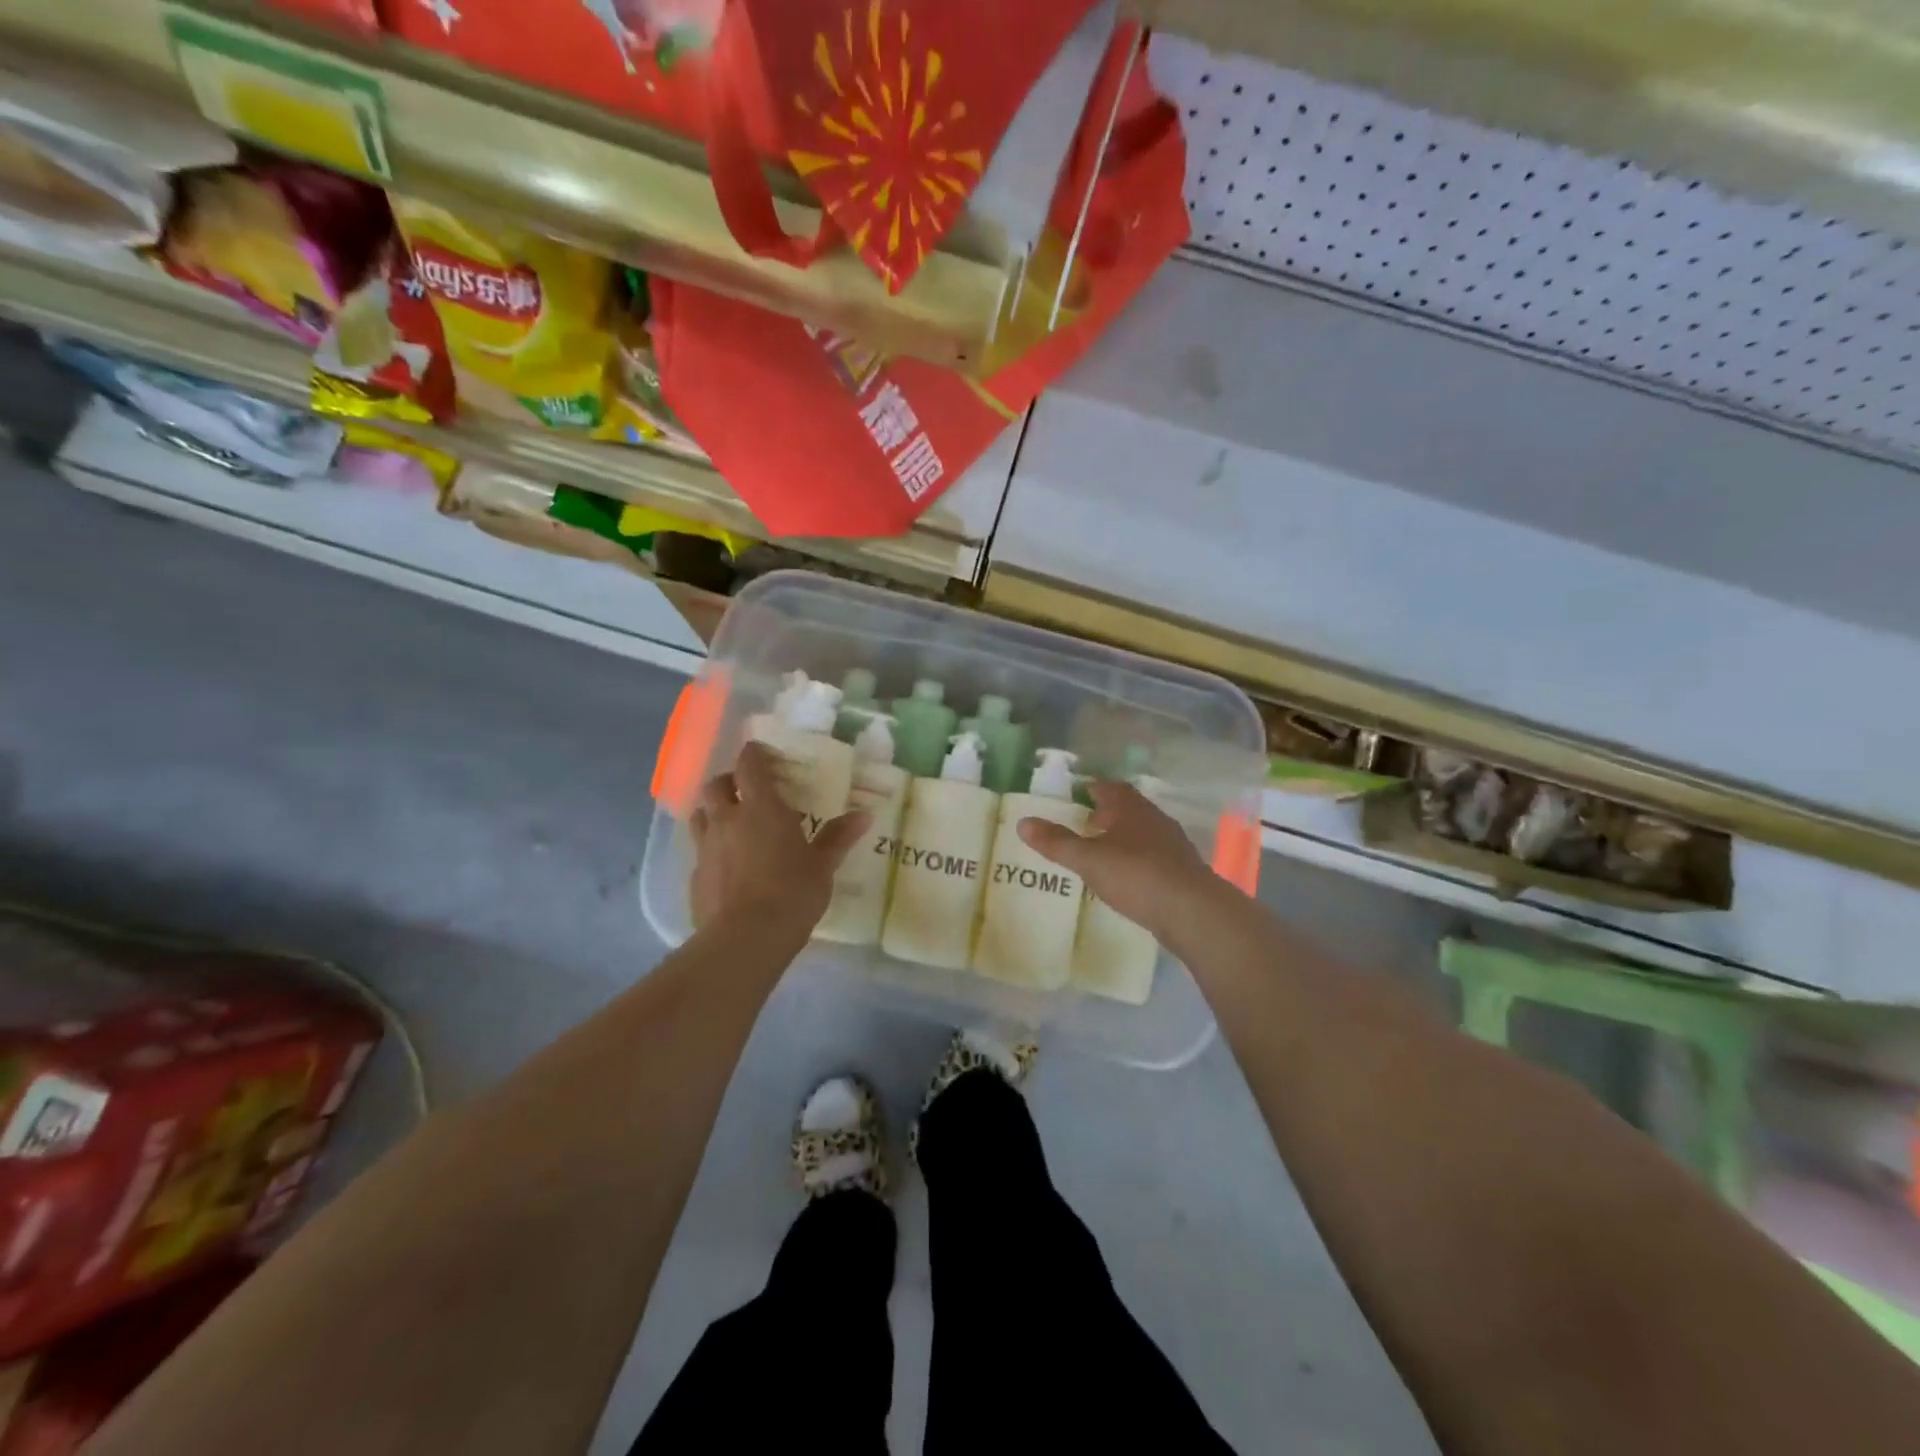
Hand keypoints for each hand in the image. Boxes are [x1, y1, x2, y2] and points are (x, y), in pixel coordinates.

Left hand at [689, 742, 867, 930]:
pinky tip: (727, 865)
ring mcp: (706, 847)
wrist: (746, 939)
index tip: (764, 755)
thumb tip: (864, 814)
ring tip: (732, 823)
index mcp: (760, 808)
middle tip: (747, 791)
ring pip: (700, 815)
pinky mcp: (695, 876)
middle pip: (715, 785)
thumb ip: (838, 837)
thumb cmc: (792, 893)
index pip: (749, 765)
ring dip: (714, 812)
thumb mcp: (823, 865)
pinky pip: (699, 850)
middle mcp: (727, 820)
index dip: (754, 755)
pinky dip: (712, 848)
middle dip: (729, 781)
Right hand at [1018, 781, 1224, 940]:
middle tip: (1085, 822)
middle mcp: (1155, 819)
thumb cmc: (1137, 875)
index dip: (1093, 788)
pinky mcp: (1182, 870)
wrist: (1193, 911)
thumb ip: (1057, 842)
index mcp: (1131, 808)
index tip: (1078, 793)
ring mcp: (1173, 845)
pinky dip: (1137, 859)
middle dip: (1107, 813)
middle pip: (1128, 808)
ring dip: (1123, 837)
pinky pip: (1154, 856)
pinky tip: (1127, 877)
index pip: (1110, 787)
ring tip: (1102, 850)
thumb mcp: (1089, 859)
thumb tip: (1023, 823)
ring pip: (1143, 832)